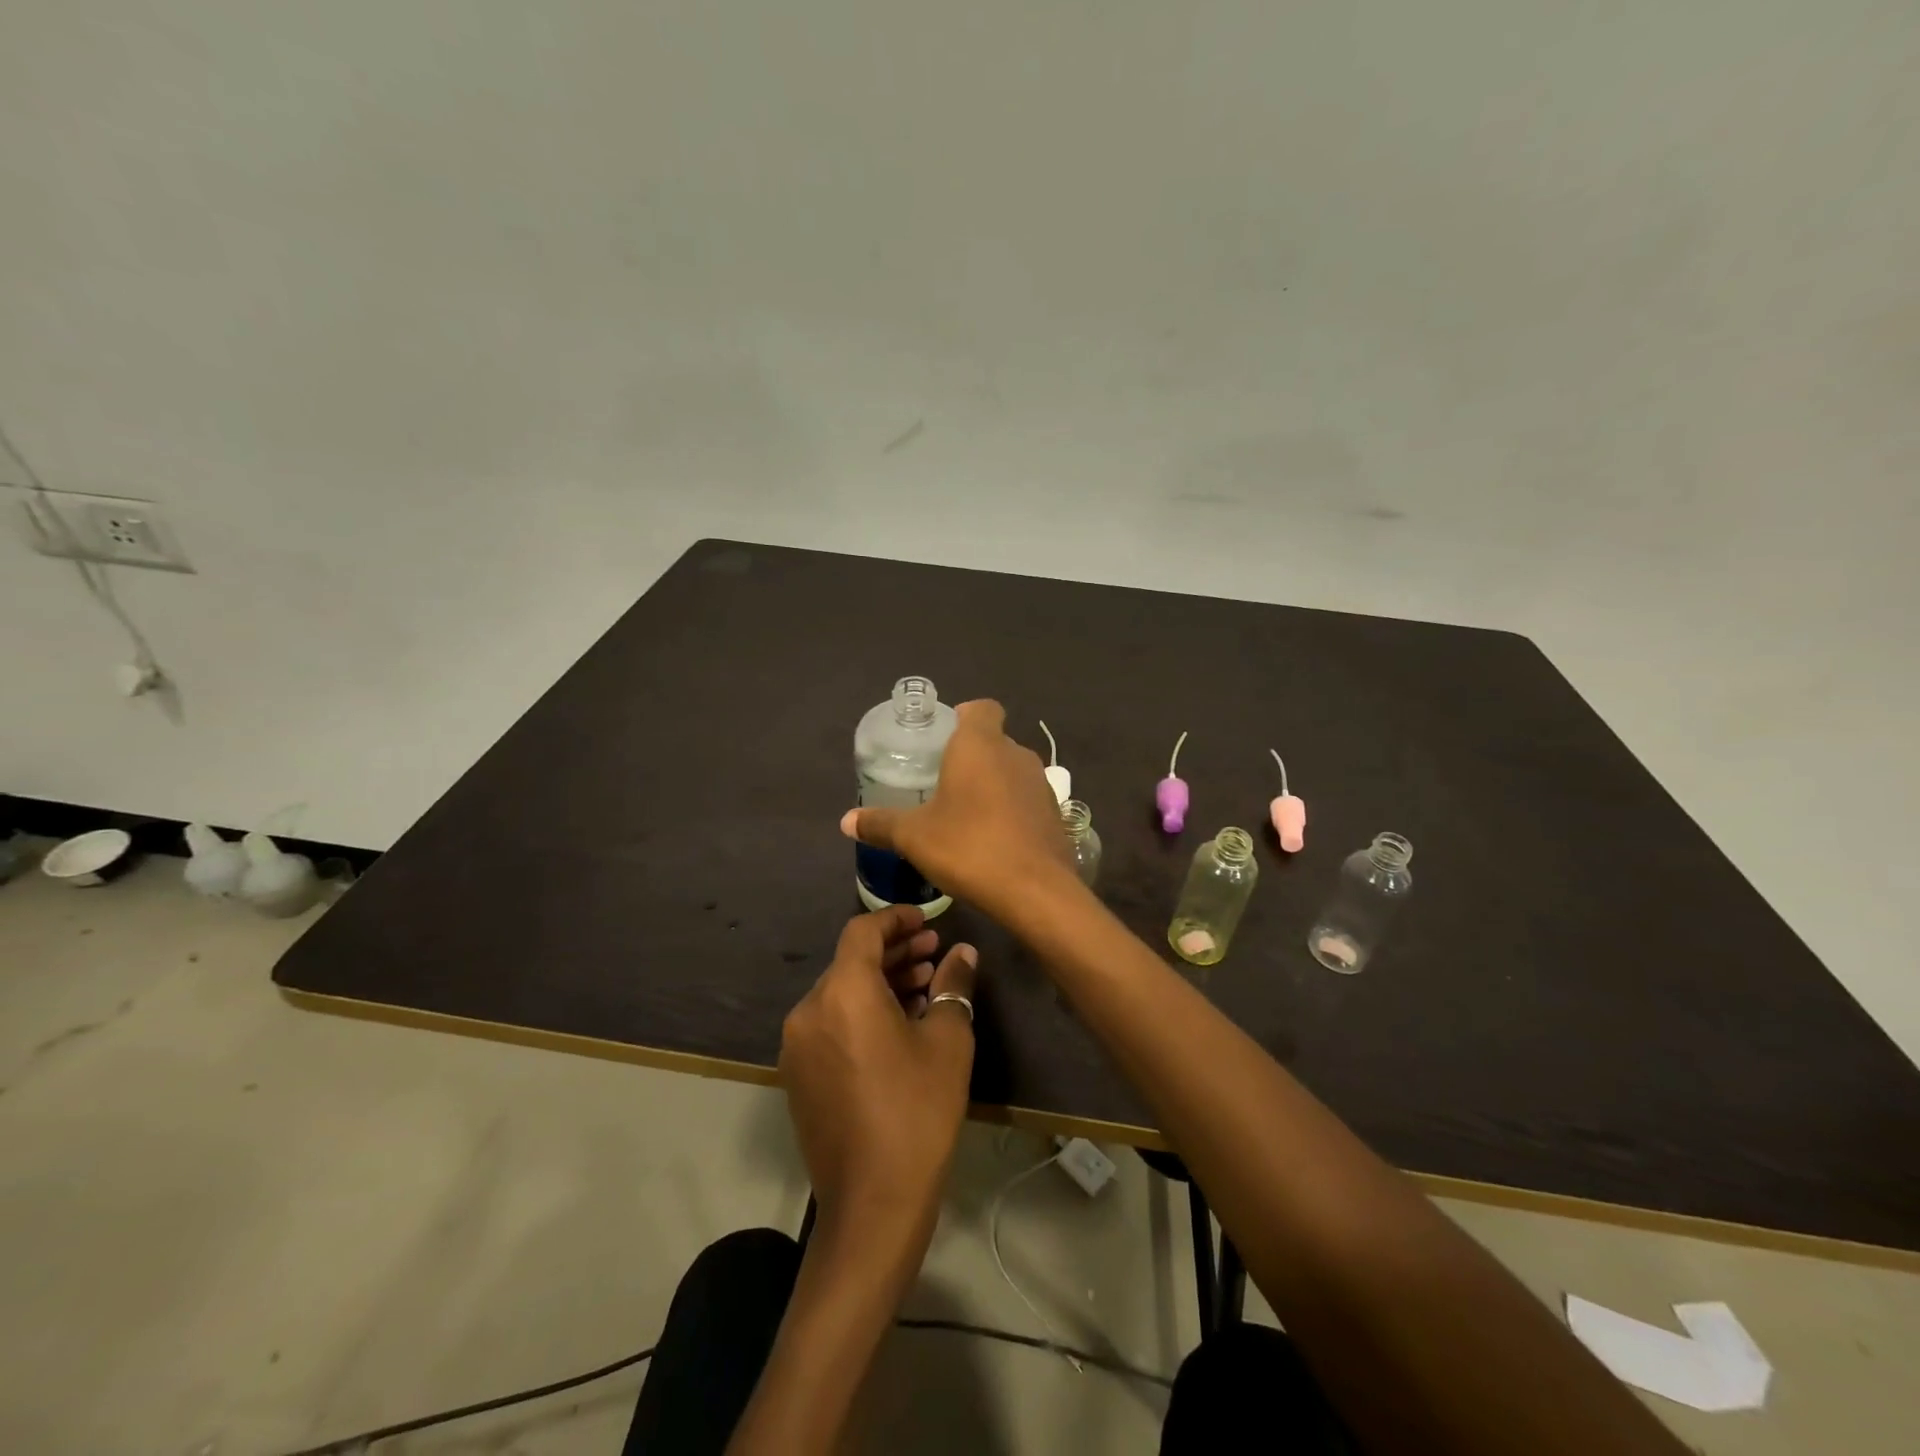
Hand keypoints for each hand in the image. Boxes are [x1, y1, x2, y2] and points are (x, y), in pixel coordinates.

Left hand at [780, 906, 977, 1251]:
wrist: (872, 1204)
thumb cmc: (917, 1111)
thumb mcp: (948, 1042)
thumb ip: (954, 986)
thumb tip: (962, 954)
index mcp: (842, 992)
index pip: (863, 931)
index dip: (895, 919)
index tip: (926, 920)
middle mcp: (810, 1009)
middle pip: (851, 961)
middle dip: (894, 952)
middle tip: (934, 952)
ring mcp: (798, 1044)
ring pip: (841, 993)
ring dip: (880, 982)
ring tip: (924, 986)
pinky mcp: (798, 1074)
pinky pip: (831, 1023)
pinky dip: (862, 1011)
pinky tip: (899, 1024)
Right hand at [839, 699, 1074, 922]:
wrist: (1035, 891)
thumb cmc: (969, 847)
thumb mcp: (914, 836)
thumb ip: (880, 824)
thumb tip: (846, 821)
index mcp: (981, 745)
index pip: (981, 708)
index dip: (963, 716)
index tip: (943, 739)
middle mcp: (1016, 754)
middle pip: (994, 741)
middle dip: (971, 758)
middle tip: (942, 784)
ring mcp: (1041, 784)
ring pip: (1012, 772)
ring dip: (992, 785)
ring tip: (965, 814)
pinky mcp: (1055, 814)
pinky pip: (1027, 801)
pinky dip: (1011, 811)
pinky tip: (993, 840)